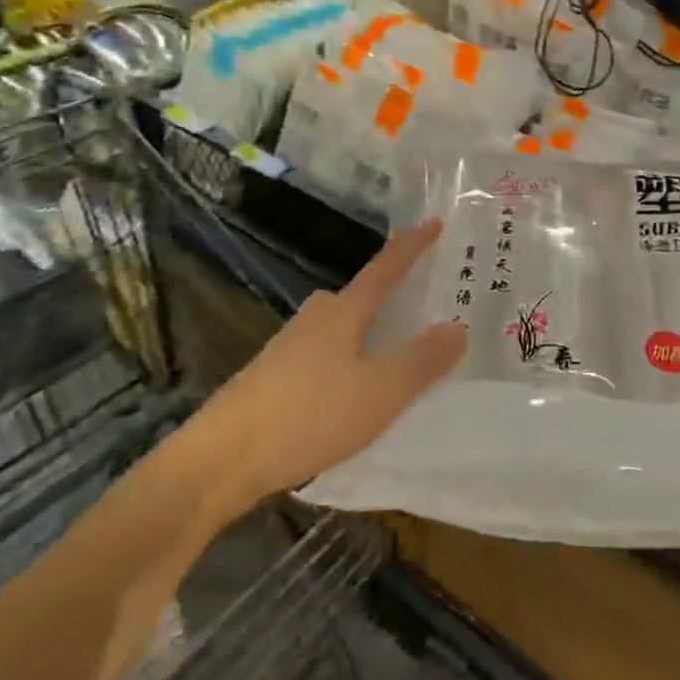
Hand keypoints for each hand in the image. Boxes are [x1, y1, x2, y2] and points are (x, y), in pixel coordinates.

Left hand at [218, 220, 465, 501]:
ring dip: (369, 334)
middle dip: (390, 297)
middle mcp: (315, 317)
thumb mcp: (380, 392)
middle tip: (423, 305)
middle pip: (360, 297)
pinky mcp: (272, 375)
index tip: (434, 221)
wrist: (220, 458)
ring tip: (395, 355)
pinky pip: (325, 354)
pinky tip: (351, 391)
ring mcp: (289, 345)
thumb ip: (422, 360)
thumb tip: (459, 325)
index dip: (412, 246)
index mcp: (344, 311)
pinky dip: (348, 360)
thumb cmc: (309, 414)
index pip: (385, 268)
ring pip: (342, 329)